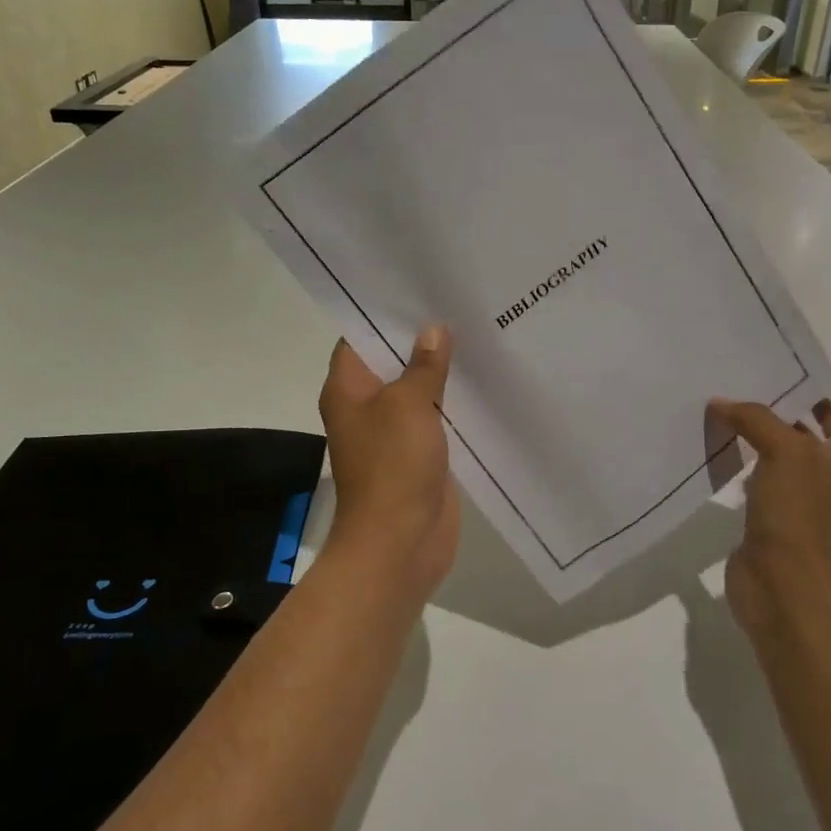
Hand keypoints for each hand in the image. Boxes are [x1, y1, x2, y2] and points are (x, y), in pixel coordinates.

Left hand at [317, 327, 460, 600]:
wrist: (400, 542)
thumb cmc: (393, 466)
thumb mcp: (409, 405)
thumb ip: (423, 365)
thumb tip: (434, 330)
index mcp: (348, 388)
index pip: (360, 337)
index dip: (385, 312)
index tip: (418, 289)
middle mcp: (366, 405)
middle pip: (391, 361)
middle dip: (421, 337)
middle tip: (457, 303)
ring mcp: (393, 431)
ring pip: (417, 389)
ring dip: (441, 369)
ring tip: (476, 332)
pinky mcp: (419, 452)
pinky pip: (435, 416)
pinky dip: (453, 400)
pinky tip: (482, 379)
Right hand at [710, 398, 830, 634]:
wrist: (781, 582)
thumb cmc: (795, 512)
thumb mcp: (784, 451)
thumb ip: (755, 419)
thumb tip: (720, 403)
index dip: (827, 408)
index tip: (795, 389)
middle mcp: (814, 481)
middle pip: (802, 441)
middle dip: (778, 419)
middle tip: (743, 393)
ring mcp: (787, 504)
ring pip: (771, 462)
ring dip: (751, 443)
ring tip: (720, 417)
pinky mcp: (760, 522)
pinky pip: (747, 486)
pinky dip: (733, 471)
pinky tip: (712, 457)